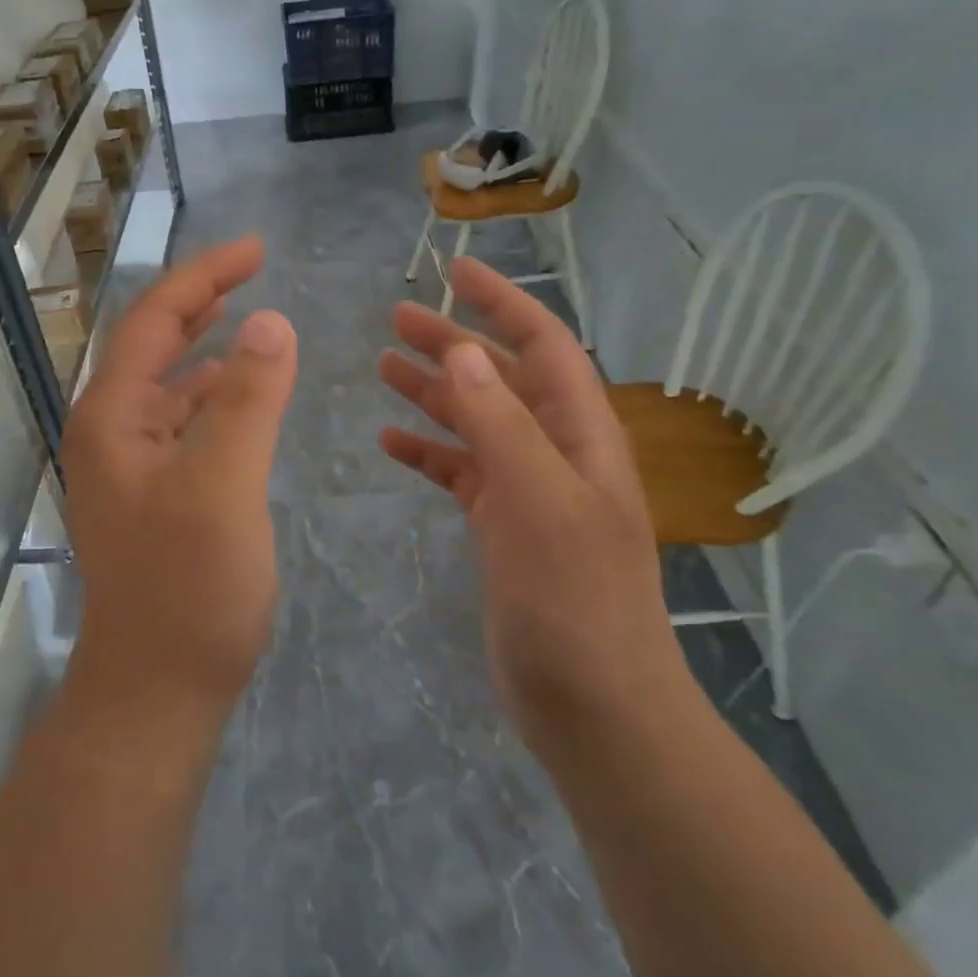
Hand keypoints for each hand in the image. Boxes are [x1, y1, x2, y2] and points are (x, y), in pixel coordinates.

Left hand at [63, 237, 297, 715]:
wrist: (156, 692)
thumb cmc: (188, 590)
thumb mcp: (224, 487)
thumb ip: (249, 400)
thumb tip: (270, 322)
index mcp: (112, 417)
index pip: (153, 320)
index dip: (203, 277)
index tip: (257, 249)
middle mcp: (109, 431)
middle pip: (152, 343)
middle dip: (200, 301)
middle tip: (253, 270)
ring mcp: (128, 465)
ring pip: (166, 383)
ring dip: (203, 346)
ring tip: (247, 319)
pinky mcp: (151, 494)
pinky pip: (180, 422)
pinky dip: (210, 396)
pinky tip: (239, 395)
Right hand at [378, 258, 683, 728]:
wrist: (593, 706)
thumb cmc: (574, 601)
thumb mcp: (540, 503)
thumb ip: (502, 425)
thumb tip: (466, 353)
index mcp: (579, 434)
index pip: (543, 345)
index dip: (503, 302)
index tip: (457, 271)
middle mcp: (555, 452)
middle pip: (501, 377)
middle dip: (454, 342)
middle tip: (396, 318)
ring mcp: (528, 490)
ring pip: (476, 421)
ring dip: (434, 392)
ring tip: (384, 365)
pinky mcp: (502, 527)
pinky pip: (460, 471)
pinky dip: (428, 451)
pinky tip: (391, 443)